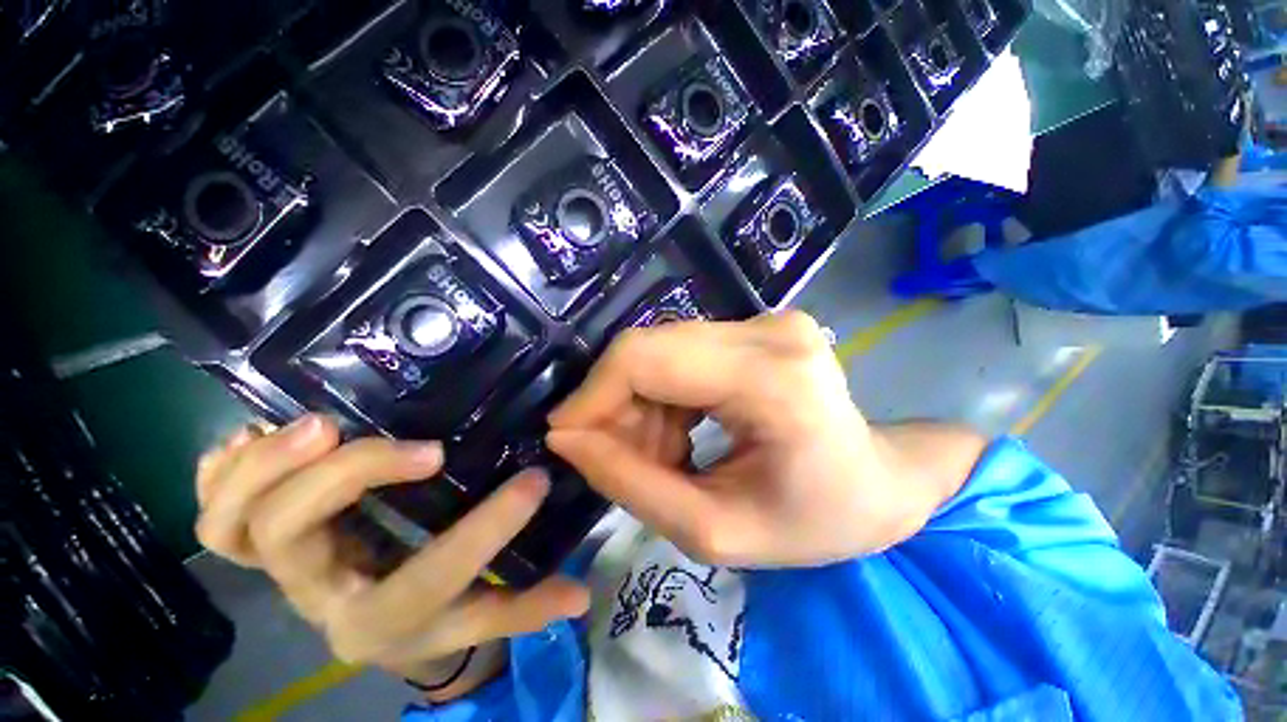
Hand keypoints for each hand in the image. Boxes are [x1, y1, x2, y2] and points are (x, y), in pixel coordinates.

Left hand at [194, 416, 589, 698]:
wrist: (370, 623)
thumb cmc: (425, 620)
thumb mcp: (475, 618)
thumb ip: (524, 608)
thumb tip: (582, 595)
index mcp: (377, 623)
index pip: (428, 582)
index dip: (484, 533)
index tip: (533, 482)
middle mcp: (314, 596)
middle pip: (293, 540)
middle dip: (355, 478)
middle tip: (421, 446)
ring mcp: (275, 567)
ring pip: (232, 524)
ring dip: (269, 467)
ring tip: (325, 423)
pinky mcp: (258, 540)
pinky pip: (212, 507)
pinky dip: (223, 471)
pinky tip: (257, 437)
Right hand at [547, 311, 972, 567]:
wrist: (877, 484)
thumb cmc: (813, 521)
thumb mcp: (714, 531)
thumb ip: (631, 484)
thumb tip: (565, 438)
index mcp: (771, 378)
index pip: (647, 357)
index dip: (593, 393)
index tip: (565, 437)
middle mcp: (767, 331)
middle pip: (648, 349)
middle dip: (616, 406)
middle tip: (619, 459)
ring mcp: (764, 321)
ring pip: (659, 352)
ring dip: (642, 407)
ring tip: (663, 457)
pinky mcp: (755, 328)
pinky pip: (679, 355)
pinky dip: (664, 398)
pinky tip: (680, 435)